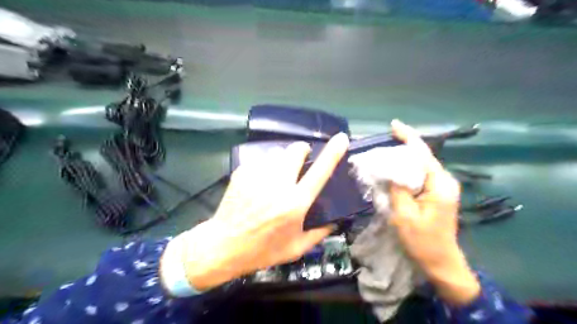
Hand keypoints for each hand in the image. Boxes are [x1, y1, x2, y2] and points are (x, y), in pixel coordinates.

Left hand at [182, 133, 349, 289]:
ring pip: (278, 154)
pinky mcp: (242, 172)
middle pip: (296, 150)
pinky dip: (266, 167)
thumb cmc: (262, 250)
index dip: (333, 152)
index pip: (320, 171)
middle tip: (300, 164)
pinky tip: (259, 183)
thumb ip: (320, 233)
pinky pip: (261, 160)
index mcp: (295, 203)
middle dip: (302, 151)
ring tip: (276, 178)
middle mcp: (278, 184)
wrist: (223, 245)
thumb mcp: (296, 248)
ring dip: (283, 162)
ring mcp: (258, 175)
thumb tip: (335, 220)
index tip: (341, 138)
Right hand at [390, 121, 480, 306]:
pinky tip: (393, 170)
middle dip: (403, 146)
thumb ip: (396, 188)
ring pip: (420, 165)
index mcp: (439, 184)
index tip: (393, 124)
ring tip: (384, 153)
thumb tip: (389, 168)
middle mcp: (444, 181)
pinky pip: (419, 175)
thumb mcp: (404, 215)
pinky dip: (405, 170)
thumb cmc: (422, 241)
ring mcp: (442, 188)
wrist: (441, 262)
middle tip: (383, 140)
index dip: (408, 137)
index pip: (422, 153)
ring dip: (403, 158)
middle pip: (421, 156)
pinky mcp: (436, 194)